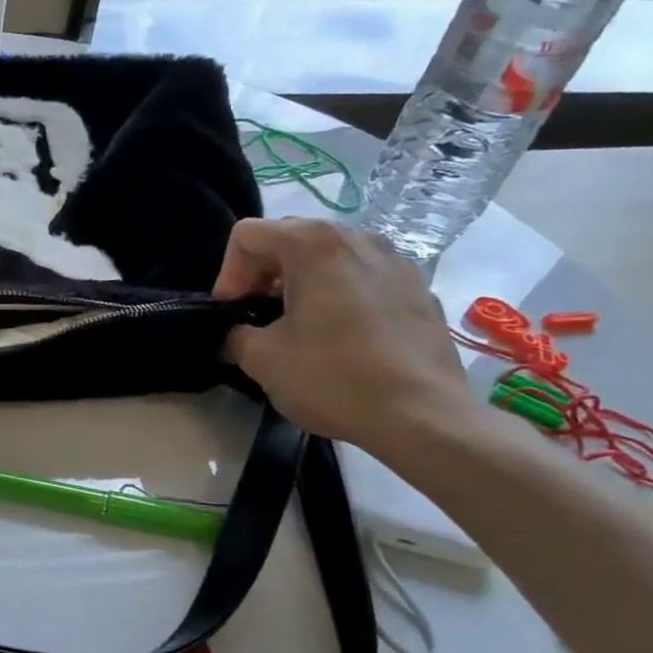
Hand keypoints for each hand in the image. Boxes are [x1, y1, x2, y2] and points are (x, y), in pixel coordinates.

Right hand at [213, 218, 477, 453]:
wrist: (424, 417)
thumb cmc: (333, 378)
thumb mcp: (262, 359)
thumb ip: (235, 334)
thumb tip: (237, 333)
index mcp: (313, 244)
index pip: (248, 235)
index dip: (227, 274)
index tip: (232, 313)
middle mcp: (357, 238)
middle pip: (289, 237)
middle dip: (262, 273)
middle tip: (256, 315)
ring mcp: (395, 261)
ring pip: (329, 256)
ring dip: (301, 282)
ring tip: (297, 326)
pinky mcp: (419, 289)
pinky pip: (363, 277)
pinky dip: (340, 295)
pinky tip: (340, 338)